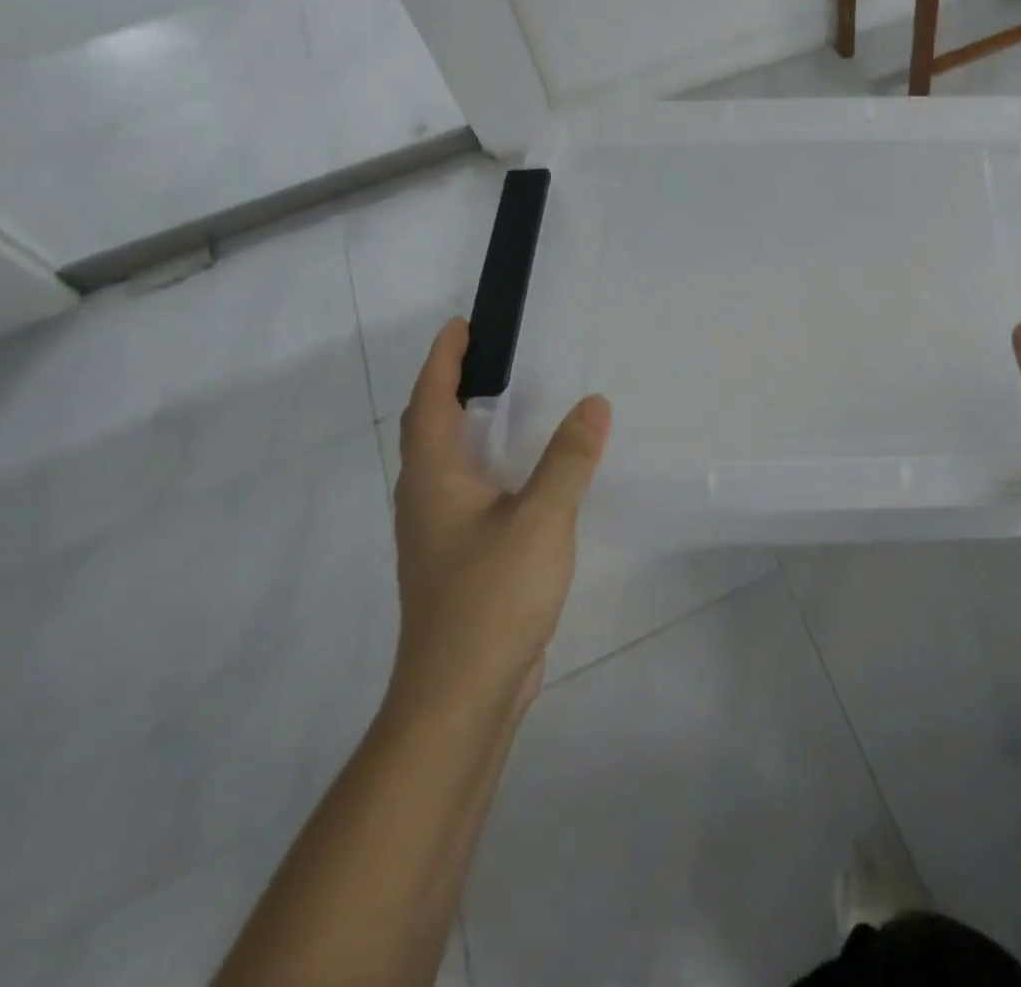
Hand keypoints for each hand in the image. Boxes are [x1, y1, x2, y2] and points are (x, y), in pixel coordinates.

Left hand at [388, 318, 611, 723]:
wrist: (461, 695)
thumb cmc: (491, 597)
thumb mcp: (541, 519)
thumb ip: (568, 459)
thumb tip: (593, 403)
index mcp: (434, 480)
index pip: (430, 403)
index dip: (443, 360)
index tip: (461, 325)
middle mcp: (427, 500)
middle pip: (431, 429)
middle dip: (453, 387)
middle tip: (493, 357)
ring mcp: (440, 534)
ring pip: (450, 463)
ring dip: (471, 426)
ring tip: (512, 404)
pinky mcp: (460, 559)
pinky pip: (471, 492)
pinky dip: (492, 465)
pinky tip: (527, 474)